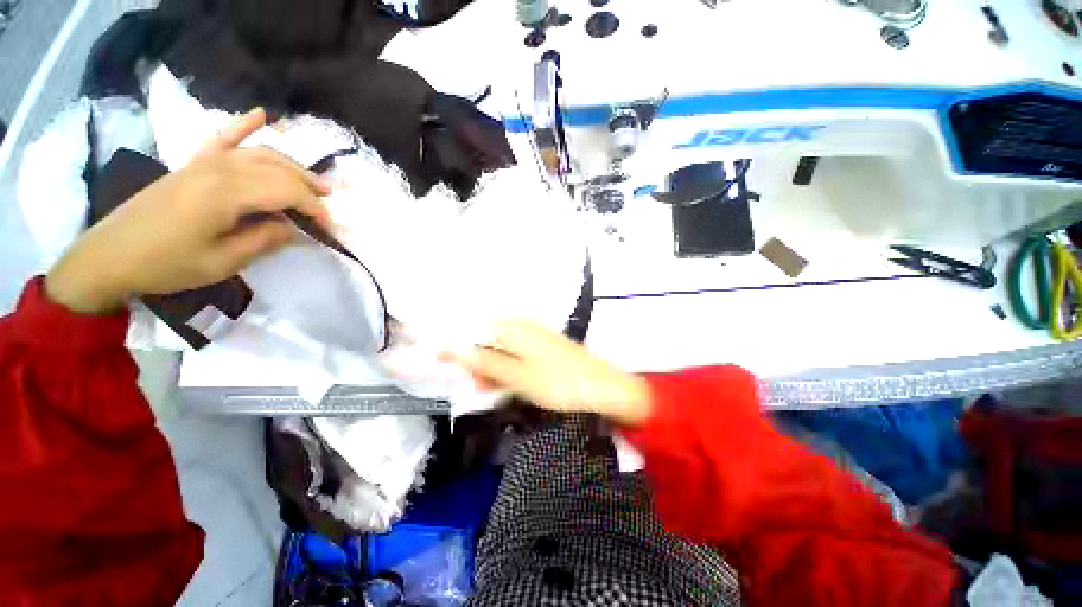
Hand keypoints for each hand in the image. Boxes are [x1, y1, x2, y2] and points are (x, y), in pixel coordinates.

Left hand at [46, 108, 331, 313]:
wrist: (109, 256)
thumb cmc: (166, 264)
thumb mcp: (222, 262)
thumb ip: (263, 240)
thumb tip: (293, 228)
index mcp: (226, 193)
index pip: (286, 191)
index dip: (314, 208)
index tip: (329, 228)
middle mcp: (218, 168)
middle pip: (278, 169)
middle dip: (309, 188)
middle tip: (329, 207)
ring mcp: (204, 162)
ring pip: (260, 154)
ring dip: (292, 166)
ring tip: (316, 182)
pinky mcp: (192, 164)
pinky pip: (222, 138)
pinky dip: (243, 125)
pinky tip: (261, 115)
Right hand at [457, 320, 652, 425]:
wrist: (607, 391)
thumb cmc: (561, 383)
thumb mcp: (519, 376)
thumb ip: (486, 363)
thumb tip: (454, 349)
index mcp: (517, 328)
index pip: (475, 327)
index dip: (454, 340)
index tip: (435, 355)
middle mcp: (525, 327)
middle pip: (488, 337)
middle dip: (474, 358)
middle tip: (469, 381)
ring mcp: (537, 338)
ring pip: (502, 349)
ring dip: (490, 367)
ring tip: (486, 388)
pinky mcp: (546, 351)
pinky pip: (517, 356)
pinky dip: (507, 370)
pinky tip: (506, 385)